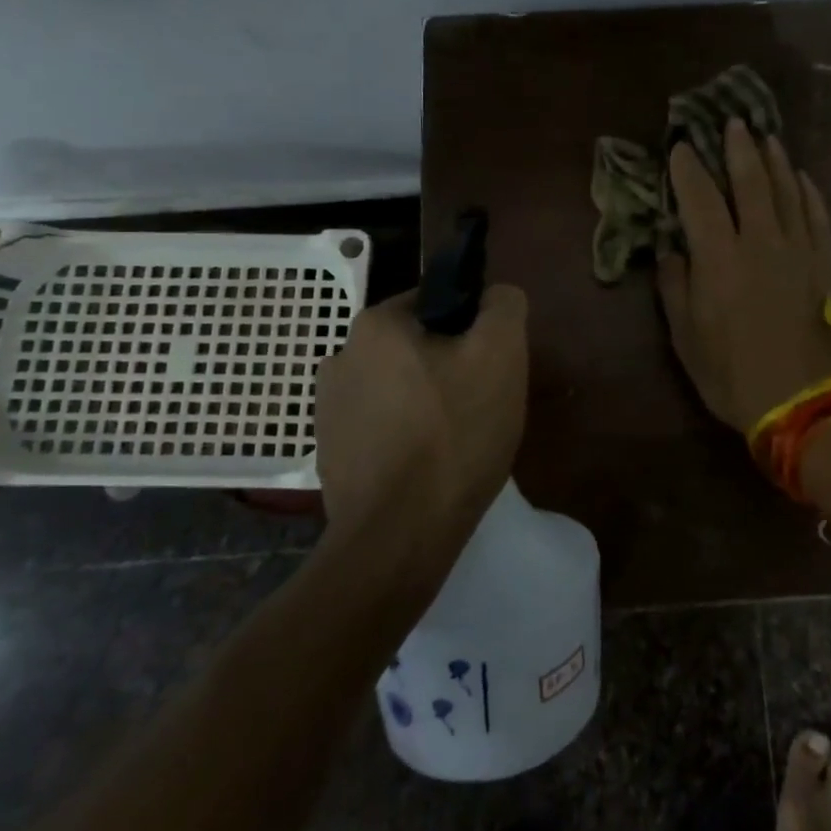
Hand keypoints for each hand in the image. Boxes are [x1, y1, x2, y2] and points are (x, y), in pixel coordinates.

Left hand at [315, 285, 528, 541]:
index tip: (490, 369)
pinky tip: (426, 467)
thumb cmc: (454, 434)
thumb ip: (503, 307)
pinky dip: (404, 437)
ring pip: (398, 388)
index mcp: (375, 324)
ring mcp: (328, 408)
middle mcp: (340, 356)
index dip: (472, 331)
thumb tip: (495, 295)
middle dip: (449, 369)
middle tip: (479, 407)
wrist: (399, 534)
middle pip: (416, 348)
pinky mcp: (330, 451)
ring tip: (454, 443)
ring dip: (425, 403)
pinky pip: (380, 427)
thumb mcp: (501, 355)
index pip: (436, 303)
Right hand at [657, 118, 830, 431]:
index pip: (700, 198)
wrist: (808, 402)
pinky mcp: (827, 263)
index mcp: (719, 257)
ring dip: (775, 161)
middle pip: (750, 182)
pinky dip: (809, 192)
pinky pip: (817, 216)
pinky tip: (803, 178)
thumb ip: (676, 288)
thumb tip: (671, 251)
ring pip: (787, 191)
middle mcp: (760, 241)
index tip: (680, 147)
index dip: (688, 169)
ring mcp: (799, 249)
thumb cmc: (735, 375)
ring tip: (767, 137)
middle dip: (738, 149)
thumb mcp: (687, 339)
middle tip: (733, 122)